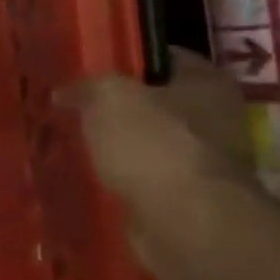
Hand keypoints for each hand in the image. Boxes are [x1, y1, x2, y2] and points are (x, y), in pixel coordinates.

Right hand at [57, 48, 256, 219]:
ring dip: (119, 147)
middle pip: (157, 103)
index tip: (88, 70)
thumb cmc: (153, 144)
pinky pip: (147, 179)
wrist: (186, 222)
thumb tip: (63, 93)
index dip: (125, 60)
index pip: (163, 58)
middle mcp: (216, 117)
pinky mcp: (189, 199)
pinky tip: (93, 178)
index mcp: (208, 81)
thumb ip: (85, 87)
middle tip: (75, 109)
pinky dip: (124, 179)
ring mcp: (205, 162)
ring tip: (77, 145)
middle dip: (118, 108)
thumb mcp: (108, 97)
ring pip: (150, 143)